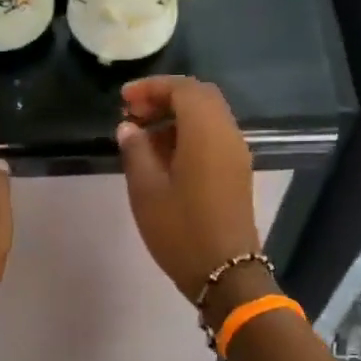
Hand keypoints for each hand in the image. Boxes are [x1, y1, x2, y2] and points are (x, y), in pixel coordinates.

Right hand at [116, 77, 267, 314]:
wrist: (225, 272)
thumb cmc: (181, 230)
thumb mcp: (146, 190)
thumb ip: (135, 151)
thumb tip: (128, 128)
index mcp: (206, 132)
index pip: (183, 89)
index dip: (152, 87)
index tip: (123, 100)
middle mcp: (227, 134)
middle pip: (199, 97)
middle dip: (165, 97)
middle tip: (133, 113)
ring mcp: (236, 153)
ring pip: (208, 116)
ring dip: (176, 116)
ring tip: (142, 136)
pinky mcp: (237, 172)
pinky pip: (214, 136)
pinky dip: (189, 133)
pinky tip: (163, 156)